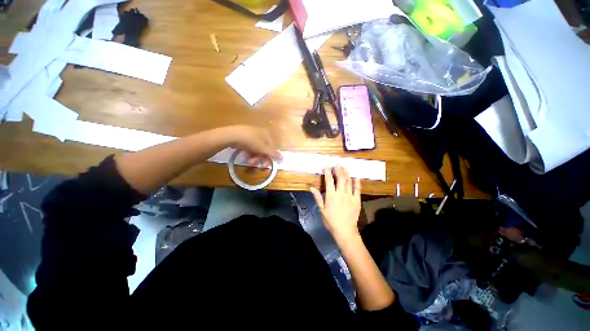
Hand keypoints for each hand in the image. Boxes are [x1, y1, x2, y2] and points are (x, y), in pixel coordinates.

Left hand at [228, 126, 281, 166]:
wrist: (232, 135)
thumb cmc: (251, 141)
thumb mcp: (264, 149)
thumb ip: (273, 154)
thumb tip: (283, 157)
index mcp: (267, 134)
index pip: (271, 148)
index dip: (269, 157)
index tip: (264, 166)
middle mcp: (261, 133)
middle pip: (263, 149)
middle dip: (260, 158)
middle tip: (254, 164)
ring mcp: (252, 134)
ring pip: (256, 149)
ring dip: (254, 157)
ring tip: (249, 162)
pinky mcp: (243, 137)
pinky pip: (249, 147)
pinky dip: (248, 153)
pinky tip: (245, 156)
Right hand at [310, 166, 361, 241]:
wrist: (345, 230)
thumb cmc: (331, 221)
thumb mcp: (322, 209)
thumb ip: (317, 197)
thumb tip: (311, 187)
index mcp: (331, 195)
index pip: (329, 180)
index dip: (327, 172)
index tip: (327, 166)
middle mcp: (341, 193)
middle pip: (340, 178)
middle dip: (338, 170)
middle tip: (337, 164)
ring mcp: (350, 196)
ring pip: (348, 181)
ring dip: (346, 173)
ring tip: (345, 167)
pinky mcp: (356, 199)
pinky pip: (357, 189)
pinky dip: (356, 182)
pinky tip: (355, 177)